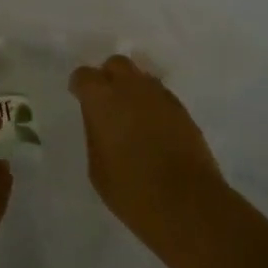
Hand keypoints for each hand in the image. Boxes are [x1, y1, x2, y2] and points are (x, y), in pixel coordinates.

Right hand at [69, 56, 224, 247]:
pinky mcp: (183, 110)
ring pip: (141, 78)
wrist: (187, 203)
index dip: (80, 86)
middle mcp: (132, 88)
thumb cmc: (132, 190)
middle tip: (106, 102)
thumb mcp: (97, 167)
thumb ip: (95, 134)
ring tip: (131, 116)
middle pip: (116, 64)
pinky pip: (160, 96)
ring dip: (132, 89)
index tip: (79, 98)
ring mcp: (161, 96)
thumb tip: (101, 122)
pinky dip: (152, 104)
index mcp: (103, 99)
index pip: (84, 76)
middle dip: (108, 77)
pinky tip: (152, 128)